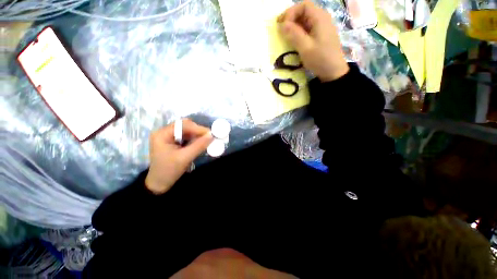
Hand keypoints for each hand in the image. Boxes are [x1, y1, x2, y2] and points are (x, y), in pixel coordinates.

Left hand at [145, 119, 212, 194]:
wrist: (159, 183)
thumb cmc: (169, 170)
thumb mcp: (185, 158)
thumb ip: (199, 145)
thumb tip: (212, 135)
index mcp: (162, 134)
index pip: (182, 125)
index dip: (198, 128)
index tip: (210, 134)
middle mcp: (164, 132)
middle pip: (184, 126)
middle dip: (197, 131)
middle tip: (208, 137)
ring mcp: (168, 136)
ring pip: (186, 130)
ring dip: (197, 135)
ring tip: (206, 140)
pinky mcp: (172, 141)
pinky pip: (186, 136)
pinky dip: (194, 138)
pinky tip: (199, 143)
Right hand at [277, 0, 348, 81]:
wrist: (333, 71)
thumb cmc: (320, 59)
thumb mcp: (305, 48)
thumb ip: (294, 35)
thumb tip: (282, 24)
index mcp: (320, 17)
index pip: (303, 5)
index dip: (290, 12)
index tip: (282, 25)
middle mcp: (322, 18)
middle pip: (304, 11)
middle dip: (291, 18)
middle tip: (281, 29)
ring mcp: (322, 27)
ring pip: (305, 20)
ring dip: (294, 25)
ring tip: (285, 35)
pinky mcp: (320, 35)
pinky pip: (308, 28)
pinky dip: (299, 32)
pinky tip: (294, 40)